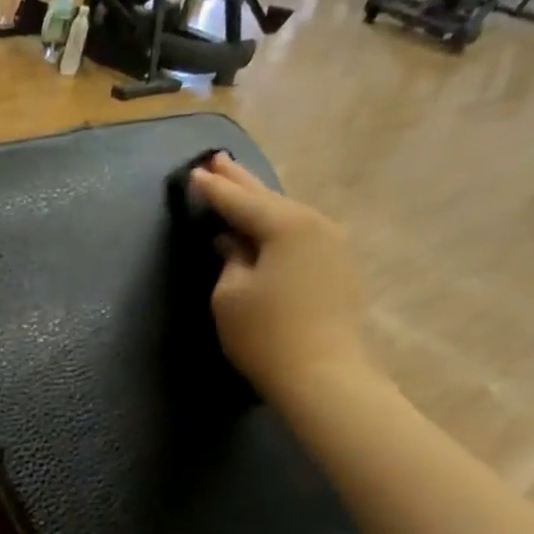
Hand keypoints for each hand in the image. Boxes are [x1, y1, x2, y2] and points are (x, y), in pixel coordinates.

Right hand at [189, 154, 370, 399]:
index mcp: (287, 225)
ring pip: (288, 215)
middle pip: (269, 199)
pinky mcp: (339, 267)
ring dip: (262, 202)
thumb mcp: (230, 295)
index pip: (240, 202)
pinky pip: (302, 235)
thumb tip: (232, 242)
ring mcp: (333, 244)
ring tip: (241, 187)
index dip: (214, 190)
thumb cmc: (265, 334)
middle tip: (218, 160)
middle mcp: (316, 224)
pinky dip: (279, 226)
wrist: (322, 374)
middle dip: (241, 182)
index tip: (194, 174)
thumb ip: (229, 259)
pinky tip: (268, 227)